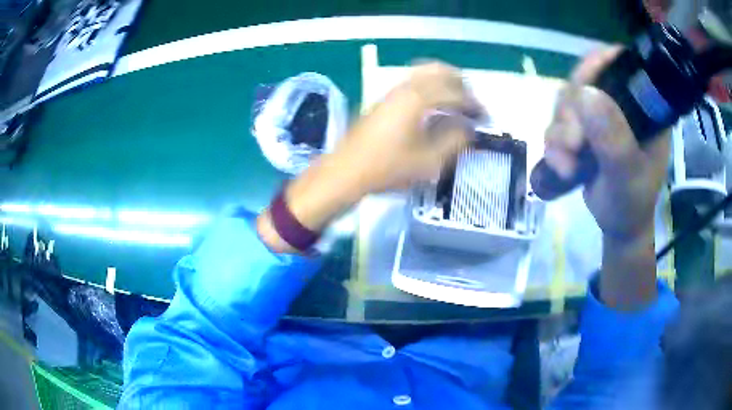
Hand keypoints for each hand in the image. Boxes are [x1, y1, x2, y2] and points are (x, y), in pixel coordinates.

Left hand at [258, 62, 481, 252]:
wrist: (346, 171)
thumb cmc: (388, 168)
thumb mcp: (429, 161)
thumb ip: (455, 141)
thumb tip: (469, 128)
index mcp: (419, 99)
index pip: (456, 93)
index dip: (474, 105)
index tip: (485, 118)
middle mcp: (406, 87)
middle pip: (440, 71)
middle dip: (461, 85)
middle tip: (472, 104)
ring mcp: (392, 91)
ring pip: (424, 74)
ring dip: (445, 83)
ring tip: (456, 103)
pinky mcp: (383, 99)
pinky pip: (413, 83)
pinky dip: (430, 87)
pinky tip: (434, 107)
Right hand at [544, 47, 669, 309]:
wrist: (618, 225)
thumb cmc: (632, 203)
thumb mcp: (628, 175)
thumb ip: (614, 139)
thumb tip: (586, 94)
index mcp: (644, 106)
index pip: (620, 64)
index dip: (597, 65)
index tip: (581, 87)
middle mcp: (621, 102)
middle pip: (586, 79)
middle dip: (572, 111)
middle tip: (573, 145)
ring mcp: (601, 114)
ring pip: (568, 101)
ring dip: (560, 132)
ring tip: (566, 166)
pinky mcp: (584, 127)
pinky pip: (559, 121)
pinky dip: (554, 142)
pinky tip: (561, 165)